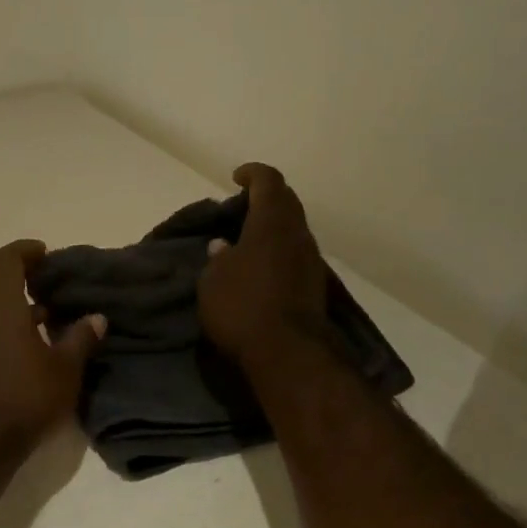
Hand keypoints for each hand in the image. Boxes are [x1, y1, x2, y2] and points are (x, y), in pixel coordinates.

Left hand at [0, 240, 105, 450]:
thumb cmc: (26, 396)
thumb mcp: (65, 368)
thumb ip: (81, 338)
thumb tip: (97, 318)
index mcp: (1, 304)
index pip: (6, 260)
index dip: (25, 251)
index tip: (46, 253)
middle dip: (17, 271)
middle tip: (46, 277)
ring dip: (10, 296)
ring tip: (44, 307)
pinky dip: (4, 317)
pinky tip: (29, 336)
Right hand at [199, 163, 330, 366]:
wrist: (287, 353)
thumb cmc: (242, 307)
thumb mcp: (212, 281)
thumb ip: (218, 258)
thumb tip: (223, 247)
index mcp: (271, 223)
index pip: (268, 182)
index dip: (253, 174)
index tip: (236, 177)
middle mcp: (297, 235)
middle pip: (287, 203)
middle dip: (266, 198)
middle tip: (242, 206)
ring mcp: (310, 261)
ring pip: (293, 230)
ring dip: (273, 227)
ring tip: (248, 238)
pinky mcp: (314, 286)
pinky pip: (295, 255)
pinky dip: (278, 251)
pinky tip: (261, 266)